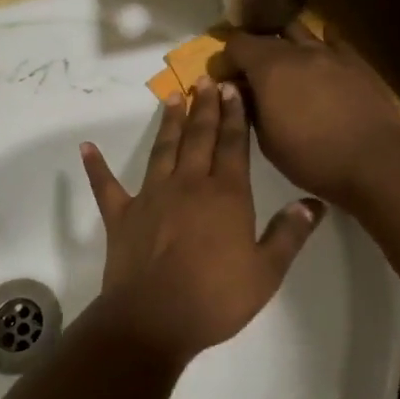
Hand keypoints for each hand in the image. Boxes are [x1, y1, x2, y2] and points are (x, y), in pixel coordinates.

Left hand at [79, 83, 323, 363]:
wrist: (154, 320)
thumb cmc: (216, 298)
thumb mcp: (266, 272)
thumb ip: (288, 234)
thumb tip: (312, 203)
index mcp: (225, 195)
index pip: (233, 145)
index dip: (235, 115)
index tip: (233, 89)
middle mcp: (188, 184)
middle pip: (199, 137)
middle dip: (205, 107)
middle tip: (206, 79)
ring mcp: (151, 196)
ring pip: (162, 149)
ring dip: (169, 122)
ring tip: (173, 97)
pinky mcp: (122, 214)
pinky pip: (106, 185)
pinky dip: (96, 166)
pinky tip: (86, 147)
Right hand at [221, 20, 399, 203]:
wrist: (374, 161)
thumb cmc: (312, 158)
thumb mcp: (266, 141)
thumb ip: (250, 108)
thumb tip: (240, 89)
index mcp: (269, 68)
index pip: (237, 44)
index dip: (226, 59)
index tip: (225, 79)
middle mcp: (297, 51)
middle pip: (266, 36)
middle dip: (253, 51)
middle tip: (252, 75)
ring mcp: (330, 52)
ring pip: (300, 32)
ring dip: (286, 44)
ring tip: (286, 64)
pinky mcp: (357, 61)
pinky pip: (333, 41)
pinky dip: (321, 45)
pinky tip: (321, 58)